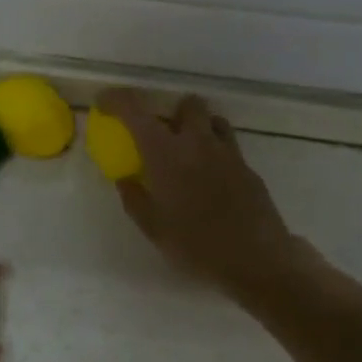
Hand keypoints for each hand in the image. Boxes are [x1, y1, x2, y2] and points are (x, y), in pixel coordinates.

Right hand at [98, 90, 315, 300]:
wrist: (257, 262)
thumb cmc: (195, 245)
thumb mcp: (152, 227)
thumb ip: (134, 198)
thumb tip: (125, 179)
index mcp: (164, 152)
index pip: (134, 109)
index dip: (116, 99)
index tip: (104, 103)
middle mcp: (196, 142)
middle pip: (186, 104)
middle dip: (171, 112)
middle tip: (160, 136)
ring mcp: (227, 153)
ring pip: (213, 120)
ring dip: (197, 128)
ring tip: (187, 154)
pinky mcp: (248, 169)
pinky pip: (228, 147)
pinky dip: (214, 152)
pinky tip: (210, 182)